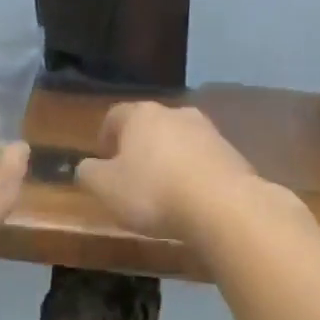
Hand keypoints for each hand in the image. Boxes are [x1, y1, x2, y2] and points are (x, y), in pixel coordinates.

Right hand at [76, 102, 267, 240]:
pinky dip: (193, 173)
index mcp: (141, 115)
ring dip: (168, 159)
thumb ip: (89, 173)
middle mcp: (175, 113)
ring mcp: (208, 131)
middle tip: (131, 175)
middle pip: (150, 125)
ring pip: (179, 141)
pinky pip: (203, 160)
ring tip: (163, 190)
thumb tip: (87, 167)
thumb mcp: (105, 188)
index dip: (105, 136)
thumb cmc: (153, 192)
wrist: (223, 206)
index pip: (115, 115)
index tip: (103, 159)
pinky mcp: (232, 154)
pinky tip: (190, 198)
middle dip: (139, 147)